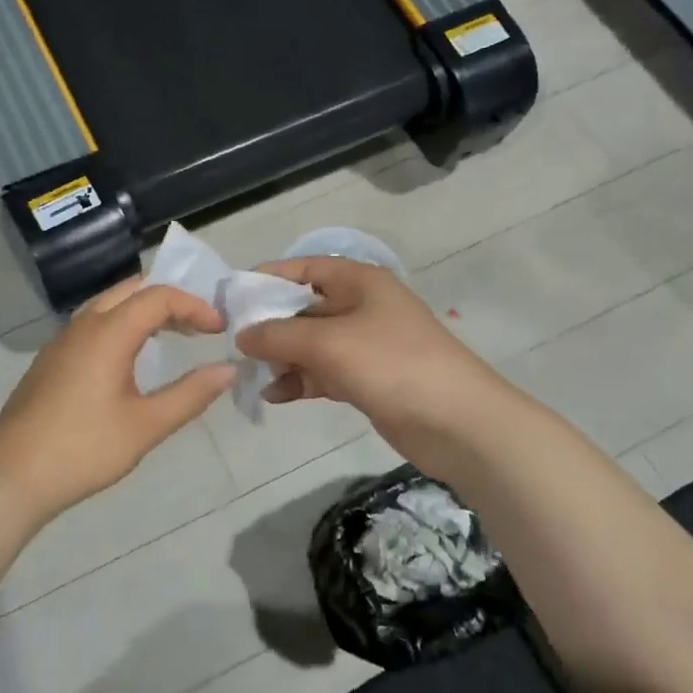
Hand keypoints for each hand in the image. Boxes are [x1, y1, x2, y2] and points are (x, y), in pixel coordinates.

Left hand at [0, 278, 236, 521]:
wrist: (12, 475)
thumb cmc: (84, 449)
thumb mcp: (146, 425)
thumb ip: (190, 394)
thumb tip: (227, 370)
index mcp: (108, 333)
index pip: (158, 297)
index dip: (194, 306)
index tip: (219, 329)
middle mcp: (83, 325)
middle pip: (131, 290)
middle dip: (169, 299)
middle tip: (198, 325)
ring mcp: (61, 341)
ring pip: (108, 304)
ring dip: (143, 311)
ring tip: (172, 336)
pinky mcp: (50, 360)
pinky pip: (92, 324)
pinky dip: (121, 324)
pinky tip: (130, 358)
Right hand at [236, 256, 508, 456]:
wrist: (461, 424)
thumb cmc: (393, 365)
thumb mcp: (329, 342)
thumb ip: (279, 335)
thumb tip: (242, 335)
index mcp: (358, 281)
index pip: (303, 268)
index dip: (266, 278)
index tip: (231, 299)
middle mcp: (360, 306)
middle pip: (303, 307)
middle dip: (269, 325)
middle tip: (233, 345)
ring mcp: (365, 344)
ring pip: (310, 343)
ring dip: (281, 358)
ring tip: (250, 375)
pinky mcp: (367, 379)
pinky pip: (323, 372)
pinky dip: (299, 381)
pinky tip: (274, 396)